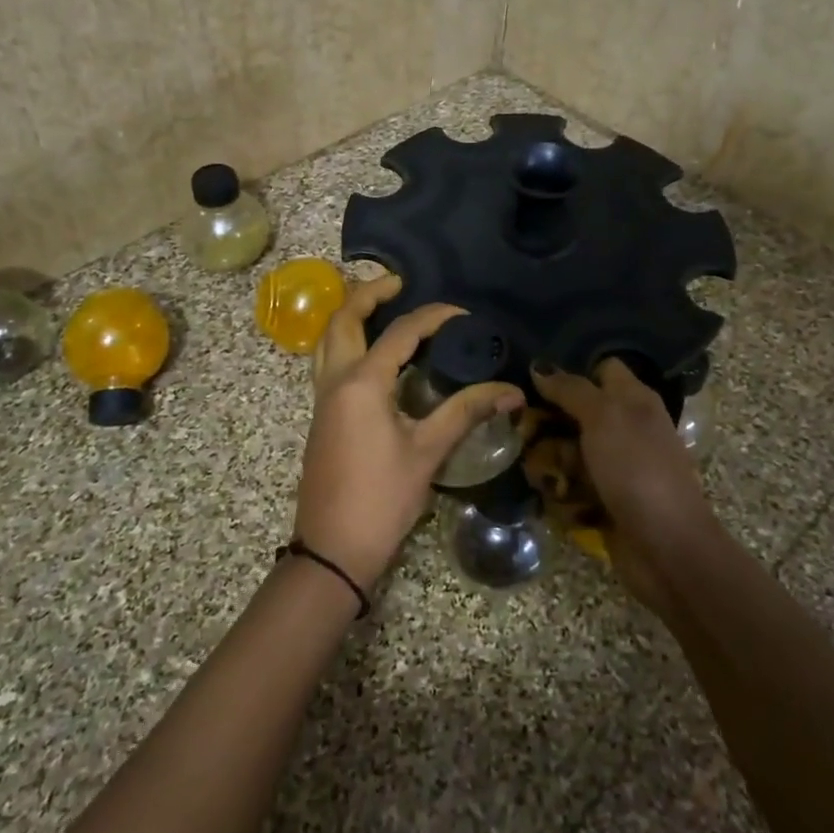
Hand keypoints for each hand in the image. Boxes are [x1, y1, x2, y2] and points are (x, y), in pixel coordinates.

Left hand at [296, 274, 524, 592]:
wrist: (332, 549)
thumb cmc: (382, 499)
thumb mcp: (428, 452)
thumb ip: (466, 412)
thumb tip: (511, 390)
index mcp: (362, 383)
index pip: (400, 333)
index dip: (433, 316)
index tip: (463, 314)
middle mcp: (335, 381)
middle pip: (342, 319)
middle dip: (368, 294)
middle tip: (398, 283)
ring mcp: (323, 399)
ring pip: (328, 339)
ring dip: (350, 316)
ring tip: (382, 308)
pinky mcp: (322, 416)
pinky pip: (328, 361)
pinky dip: (346, 342)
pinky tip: (374, 355)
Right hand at [530, 359, 719, 611]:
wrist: (666, 545)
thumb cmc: (636, 468)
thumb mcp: (603, 416)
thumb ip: (571, 389)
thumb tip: (540, 366)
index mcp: (634, 400)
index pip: (602, 369)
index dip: (572, 370)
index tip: (534, 379)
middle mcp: (627, 428)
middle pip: (579, 412)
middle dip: (549, 420)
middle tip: (519, 425)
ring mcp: (618, 466)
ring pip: (571, 450)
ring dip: (550, 459)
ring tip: (530, 467)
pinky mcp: (607, 499)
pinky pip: (574, 485)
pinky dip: (560, 490)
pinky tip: (546, 493)